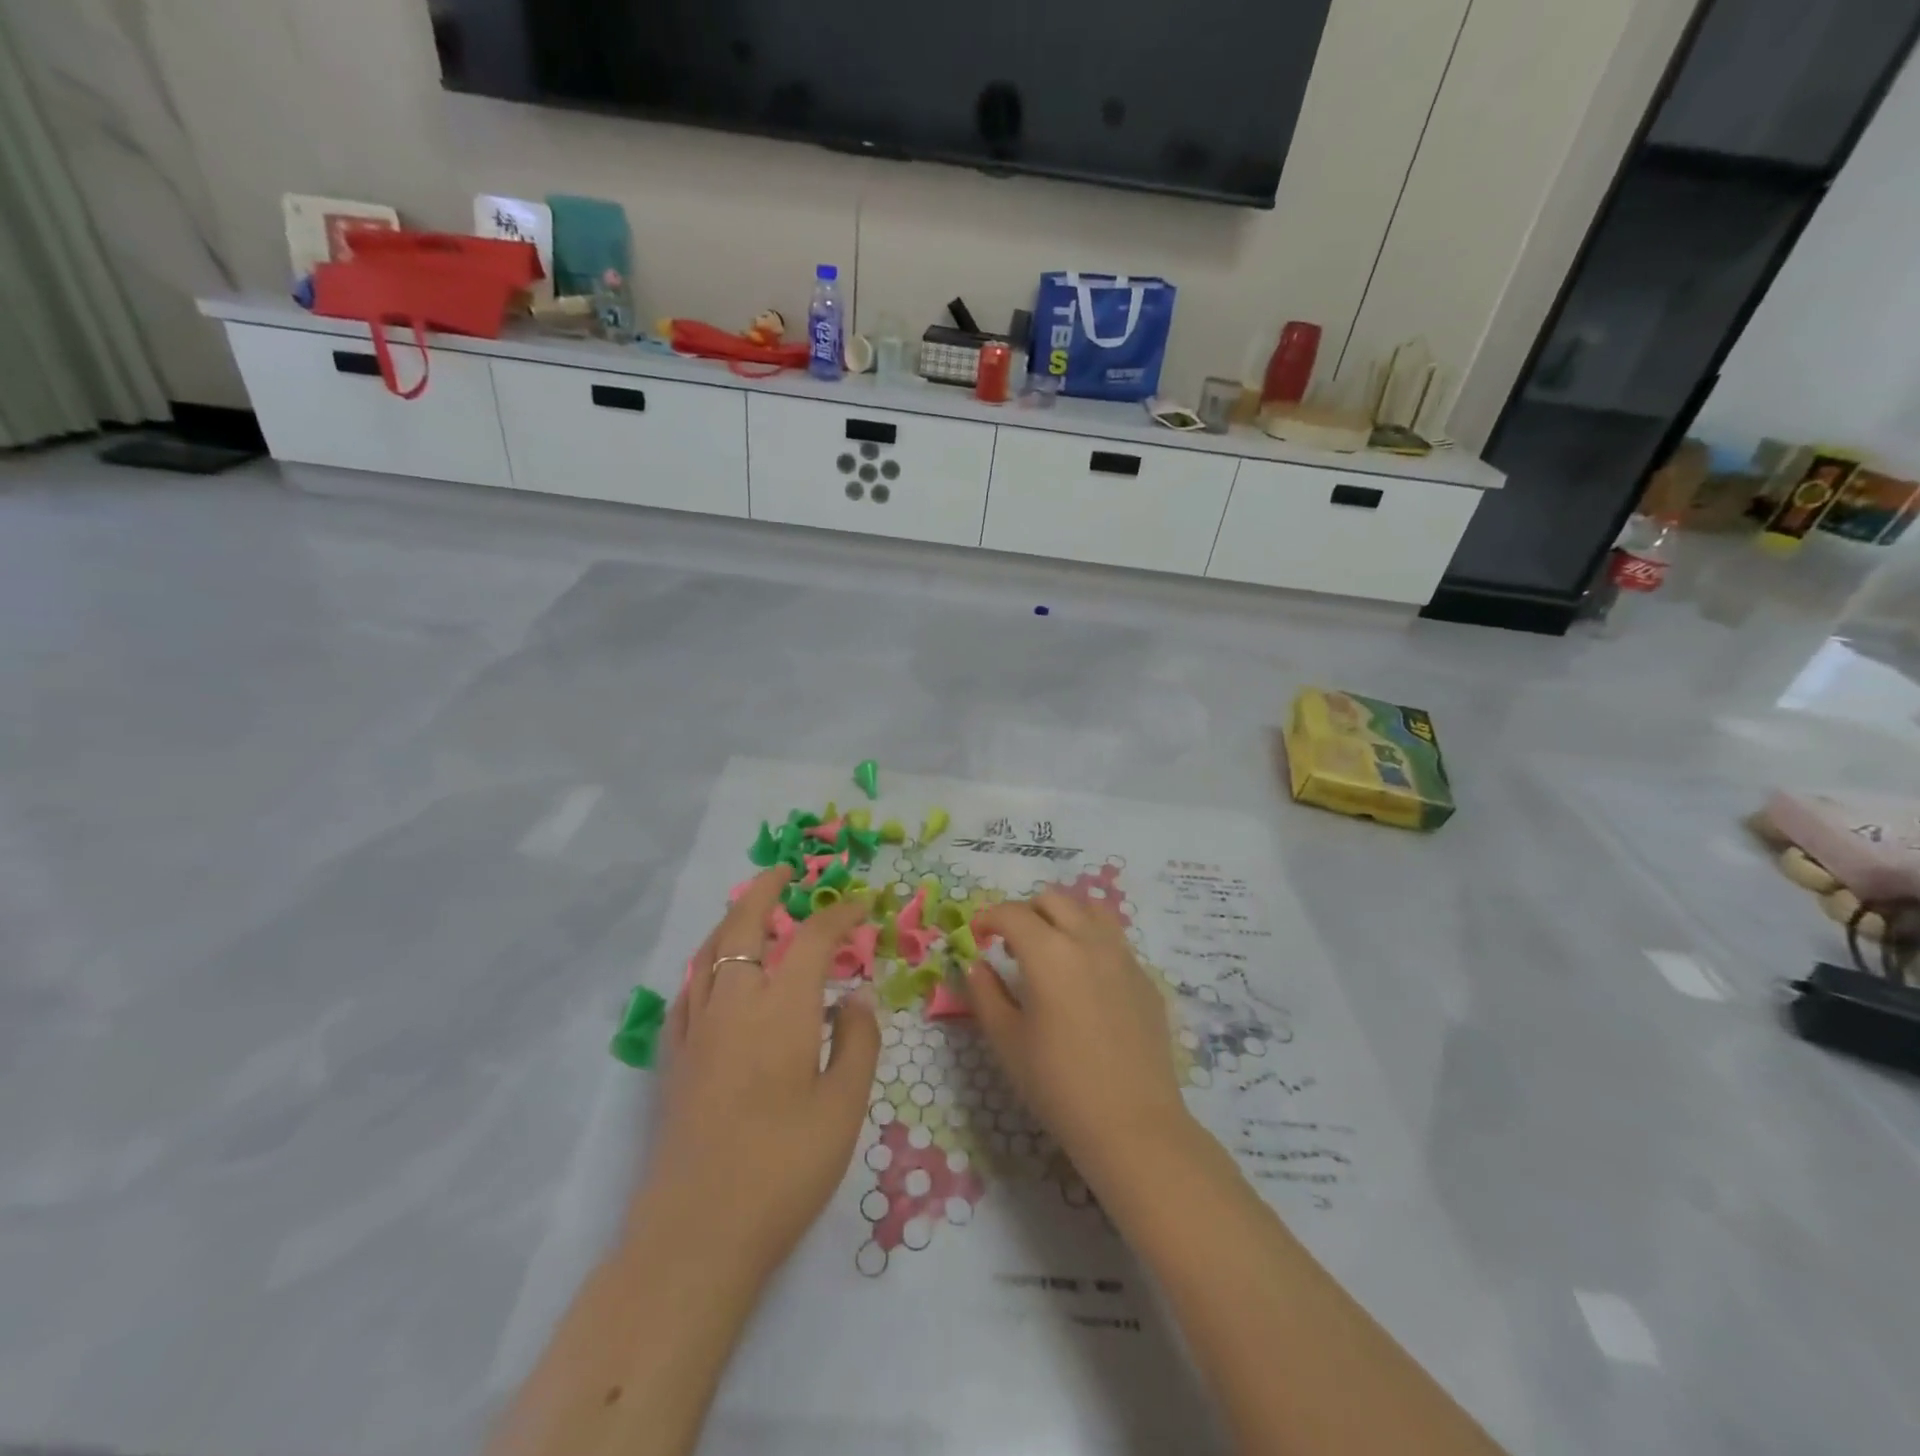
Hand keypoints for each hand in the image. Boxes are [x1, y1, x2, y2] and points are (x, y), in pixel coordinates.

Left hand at [642, 867, 879, 1279]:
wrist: (696, 1234)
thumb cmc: (784, 1168)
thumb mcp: (843, 1107)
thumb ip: (856, 1042)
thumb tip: (854, 999)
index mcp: (781, 1006)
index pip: (814, 939)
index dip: (841, 914)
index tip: (862, 903)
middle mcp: (734, 1001)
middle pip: (743, 925)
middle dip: (766, 890)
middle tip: (785, 871)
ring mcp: (696, 1028)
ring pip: (709, 951)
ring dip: (731, 920)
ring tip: (751, 911)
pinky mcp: (673, 1058)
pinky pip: (687, 990)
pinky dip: (704, 965)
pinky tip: (713, 977)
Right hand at [968, 891, 1193, 1187]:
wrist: (1132, 1123)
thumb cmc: (1058, 1084)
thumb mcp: (1006, 1040)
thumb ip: (985, 993)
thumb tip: (976, 964)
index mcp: (1049, 952)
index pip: (1012, 914)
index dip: (988, 917)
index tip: (977, 935)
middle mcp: (1088, 940)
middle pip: (1053, 900)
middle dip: (1026, 912)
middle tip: (1011, 944)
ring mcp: (1123, 956)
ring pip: (1090, 910)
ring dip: (1063, 917)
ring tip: (1051, 950)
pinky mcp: (1145, 978)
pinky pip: (1114, 940)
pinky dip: (1091, 942)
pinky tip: (1085, 981)